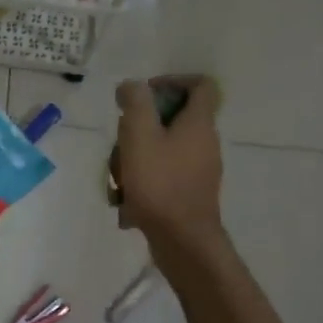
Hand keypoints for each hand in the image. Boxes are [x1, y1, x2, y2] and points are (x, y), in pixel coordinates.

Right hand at [115, 76, 226, 253]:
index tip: (144, 95)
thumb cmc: (160, 183)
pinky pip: (163, 175)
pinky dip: (143, 182)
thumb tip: (132, 86)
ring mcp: (199, 170)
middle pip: (173, 119)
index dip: (172, 81)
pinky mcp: (189, 194)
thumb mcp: (139, 134)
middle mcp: (205, 143)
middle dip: (140, 127)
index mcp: (199, 123)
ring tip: (117, 179)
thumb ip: (135, 102)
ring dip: (135, 158)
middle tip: (121, 141)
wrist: (183, 241)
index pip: (201, 85)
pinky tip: (125, 201)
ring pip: (163, 149)